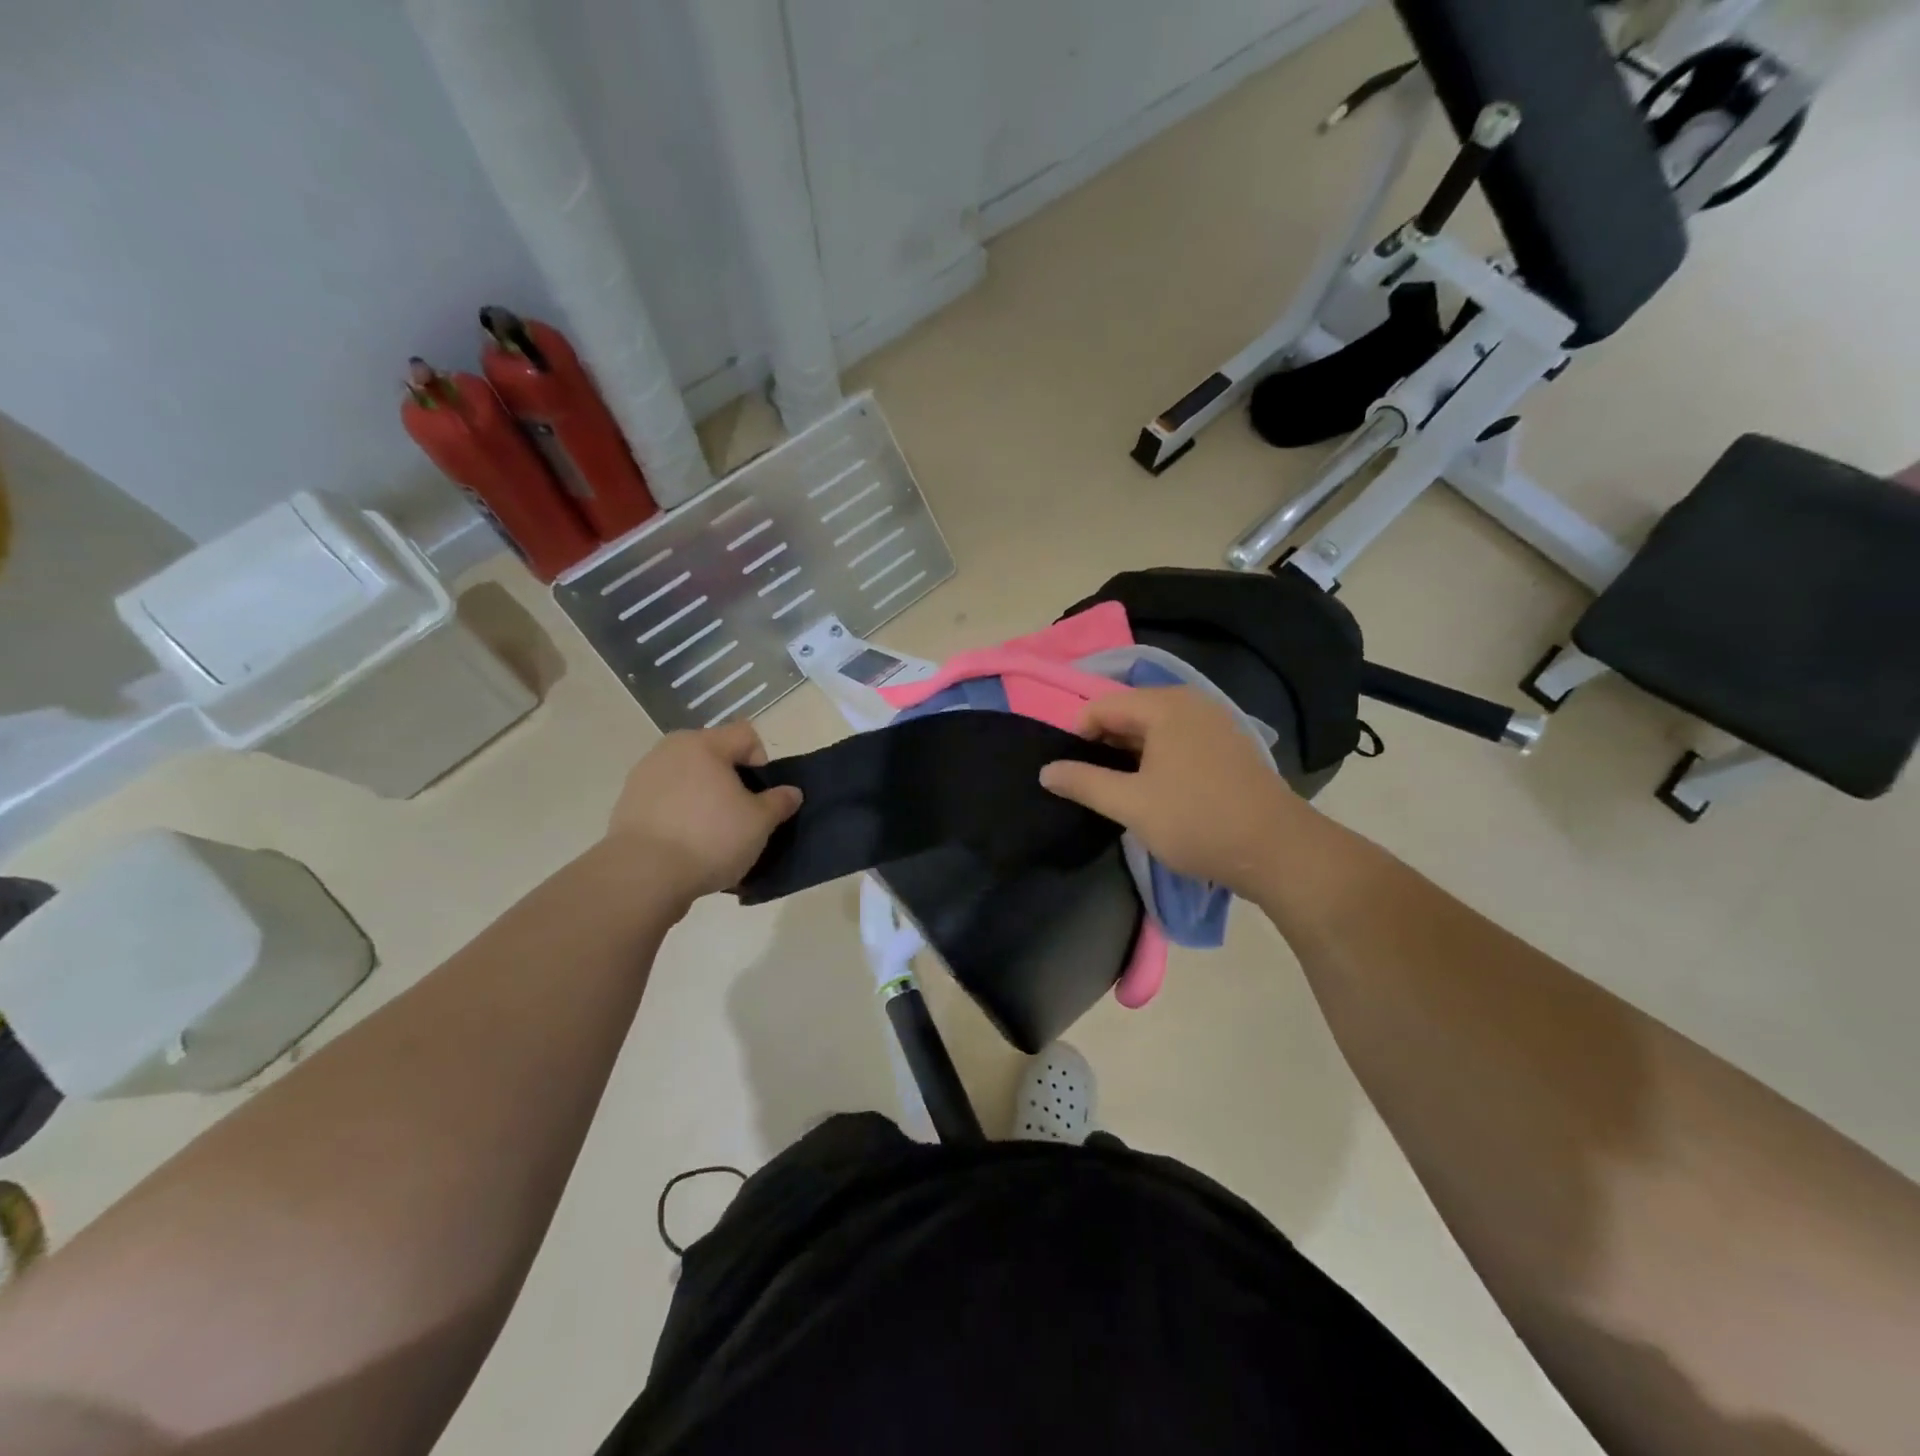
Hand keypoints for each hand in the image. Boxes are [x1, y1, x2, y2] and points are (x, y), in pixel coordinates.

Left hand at [604, 722, 802, 903]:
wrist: (643, 876)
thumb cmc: (710, 838)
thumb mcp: (760, 823)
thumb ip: (779, 802)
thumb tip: (790, 792)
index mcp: (704, 744)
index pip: (745, 734)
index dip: (762, 761)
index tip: (761, 795)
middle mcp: (670, 750)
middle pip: (714, 755)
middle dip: (732, 781)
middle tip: (741, 815)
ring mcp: (643, 777)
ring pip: (688, 779)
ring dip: (704, 799)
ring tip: (712, 835)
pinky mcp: (627, 805)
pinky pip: (666, 802)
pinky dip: (680, 816)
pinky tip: (686, 846)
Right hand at [1039, 687, 1309, 897]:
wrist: (1277, 850)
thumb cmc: (1197, 821)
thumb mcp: (1130, 804)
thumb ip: (1083, 782)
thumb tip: (1046, 771)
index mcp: (1164, 706)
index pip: (1101, 707)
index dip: (1076, 736)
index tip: (1069, 773)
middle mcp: (1190, 702)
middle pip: (1128, 713)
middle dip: (1103, 745)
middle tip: (1089, 784)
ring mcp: (1214, 722)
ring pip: (1154, 729)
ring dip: (1129, 755)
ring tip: (1118, 790)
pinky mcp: (1228, 746)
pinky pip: (1178, 741)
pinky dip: (1157, 759)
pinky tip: (1155, 790)